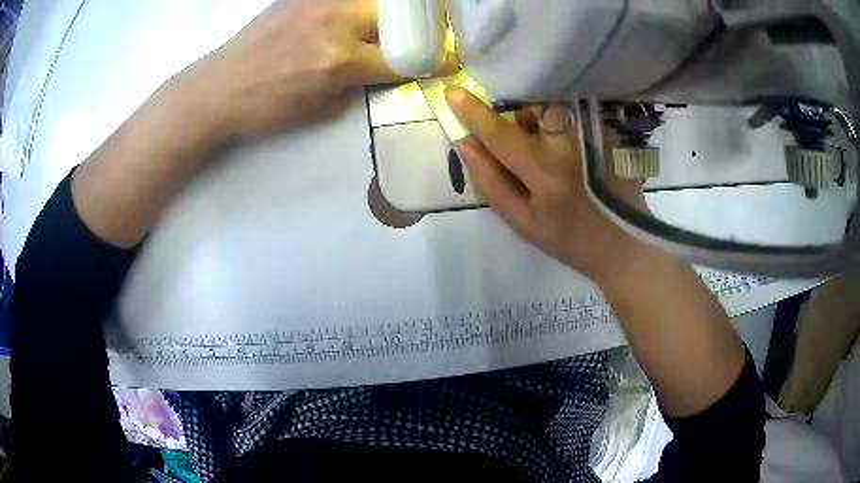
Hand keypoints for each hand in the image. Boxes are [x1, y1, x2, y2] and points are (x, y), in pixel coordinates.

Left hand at [177, 0, 457, 140]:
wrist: (217, 88)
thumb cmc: (264, 109)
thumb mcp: (318, 111)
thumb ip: (356, 85)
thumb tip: (379, 69)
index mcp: (339, 62)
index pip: (401, 59)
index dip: (432, 62)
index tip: (449, 61)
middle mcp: (335, 24)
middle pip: (395, 18)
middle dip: (414, 30)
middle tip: (417, 37)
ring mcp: (317, 4)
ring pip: (372, 1)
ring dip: (387, 13)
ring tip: (381, 27)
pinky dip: (357, 5)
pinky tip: (351, 17)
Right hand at [445, 87, 647, 282]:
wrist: (625, 243)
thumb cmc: (570, 240)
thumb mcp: (524, 223)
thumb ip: (491, 183)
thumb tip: (466, 145)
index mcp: (545, 174)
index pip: (501, 135)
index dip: (474, 114)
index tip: (453, 92)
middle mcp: (571, 147)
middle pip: (533, 108)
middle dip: (521, 117)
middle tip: (527, 142)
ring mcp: (594, 135)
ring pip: (555, 107)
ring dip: (544, 120)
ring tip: (555, 151)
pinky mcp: (609, 133)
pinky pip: (575, 115)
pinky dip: (566, 126)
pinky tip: (577, 154)